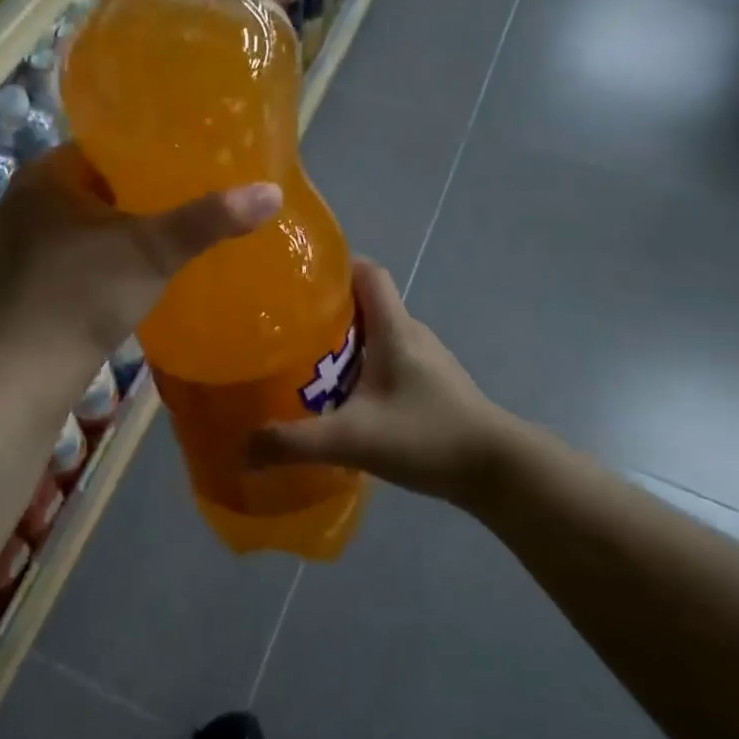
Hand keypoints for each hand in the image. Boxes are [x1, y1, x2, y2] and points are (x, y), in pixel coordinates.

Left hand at [0, 145, 281, 367]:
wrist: (30, 366)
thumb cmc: (88, 291)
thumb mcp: (155, 251)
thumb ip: (209, 219)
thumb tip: (272, 191)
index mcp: (42, 176)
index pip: (99, 149)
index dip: (141, 156)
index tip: (178, 168)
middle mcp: (18, 202)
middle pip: (88, 187)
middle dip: (128, 194)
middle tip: (175, 203)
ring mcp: (10, 244)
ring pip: (74, 223)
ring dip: (108, 229)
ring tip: (153, 238)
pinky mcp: (14, 282)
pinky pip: (61, 255)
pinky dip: (89, 258)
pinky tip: (117, 276)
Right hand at [247, 259, 519, 505]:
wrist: (497, 471)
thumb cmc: (427, 436)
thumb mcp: (353, 439)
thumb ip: (294, 443)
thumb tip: (241, 448)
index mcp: (395, 328)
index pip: (367, 272)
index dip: (334, 268)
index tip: (296, 283)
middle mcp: (411, 333)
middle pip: (366, 303)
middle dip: (325, 311)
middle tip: (284, 331)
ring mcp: (426, 359)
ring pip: (377, 334)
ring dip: (343, 343)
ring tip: (304, 365)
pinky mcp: (432, 384)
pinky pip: (388, 360)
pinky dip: (362, 368)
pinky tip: (342, 400)